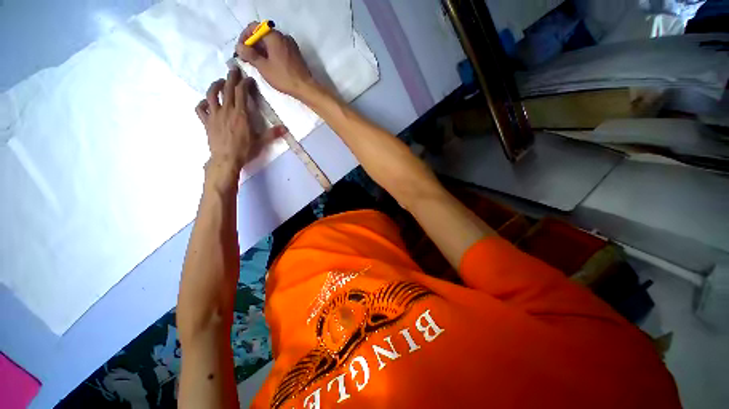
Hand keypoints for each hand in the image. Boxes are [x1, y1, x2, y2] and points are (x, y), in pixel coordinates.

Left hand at [195, 68, 282, 176]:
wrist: (226, 159)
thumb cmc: (245, 150)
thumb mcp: (261, 142)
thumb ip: (272, 134)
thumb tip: (286, 129)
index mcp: (241, 114)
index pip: (241, 92)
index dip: (245, 83)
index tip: (249, 79)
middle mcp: (226, 110)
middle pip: (227, 89)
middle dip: (231, 77)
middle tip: (233, 70)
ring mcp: (214, 115)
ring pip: (211, 94)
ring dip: (215, 85)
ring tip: (220, 82)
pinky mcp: (206, 122)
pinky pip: (200, 108)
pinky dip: (202, 103)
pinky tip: (206, 102)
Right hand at [236, 22, 315, 98]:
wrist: (305, 87)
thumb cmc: (284, 77)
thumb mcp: (263, 67)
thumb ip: (249, 55)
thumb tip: (239, 47)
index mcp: (274, 36)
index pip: (254, 27)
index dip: (244, 37)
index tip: (240, 49)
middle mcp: (283, 36)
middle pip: (263, 34)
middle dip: (253, 44)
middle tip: (247, 58)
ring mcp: (290, 45)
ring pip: (271, 42)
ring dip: (262, 50)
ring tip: (257, 63)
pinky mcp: (295, 54)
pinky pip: (279, 49)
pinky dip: (271, 53)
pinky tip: (269, 64)